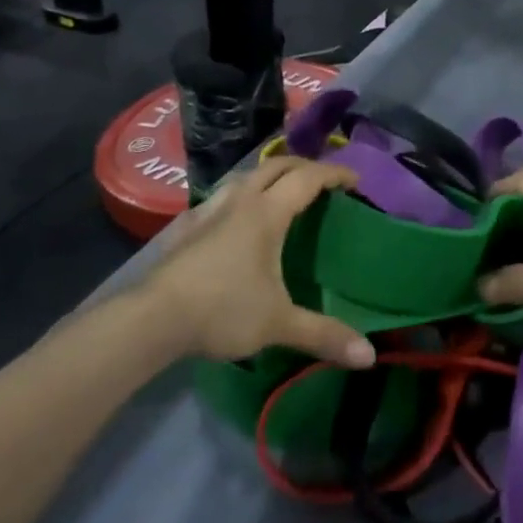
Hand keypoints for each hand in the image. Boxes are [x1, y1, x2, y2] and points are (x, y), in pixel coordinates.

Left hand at [141, 156, 375, 367]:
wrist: (152, 318)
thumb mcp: (279, 324)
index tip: (355, 180)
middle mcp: (239, 201)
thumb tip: (369, 357)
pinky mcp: (187, 226)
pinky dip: (241, 195)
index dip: (334, 174)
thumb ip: (324, 335)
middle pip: (276, 166)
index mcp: (266, 213)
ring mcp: (209, 210)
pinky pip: (222, 196)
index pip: (307, 179)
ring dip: (270, 175)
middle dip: (305, 167)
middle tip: (324, 181)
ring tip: (282, 191)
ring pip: (245, 175)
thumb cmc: (222, 310)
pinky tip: (237, 217)